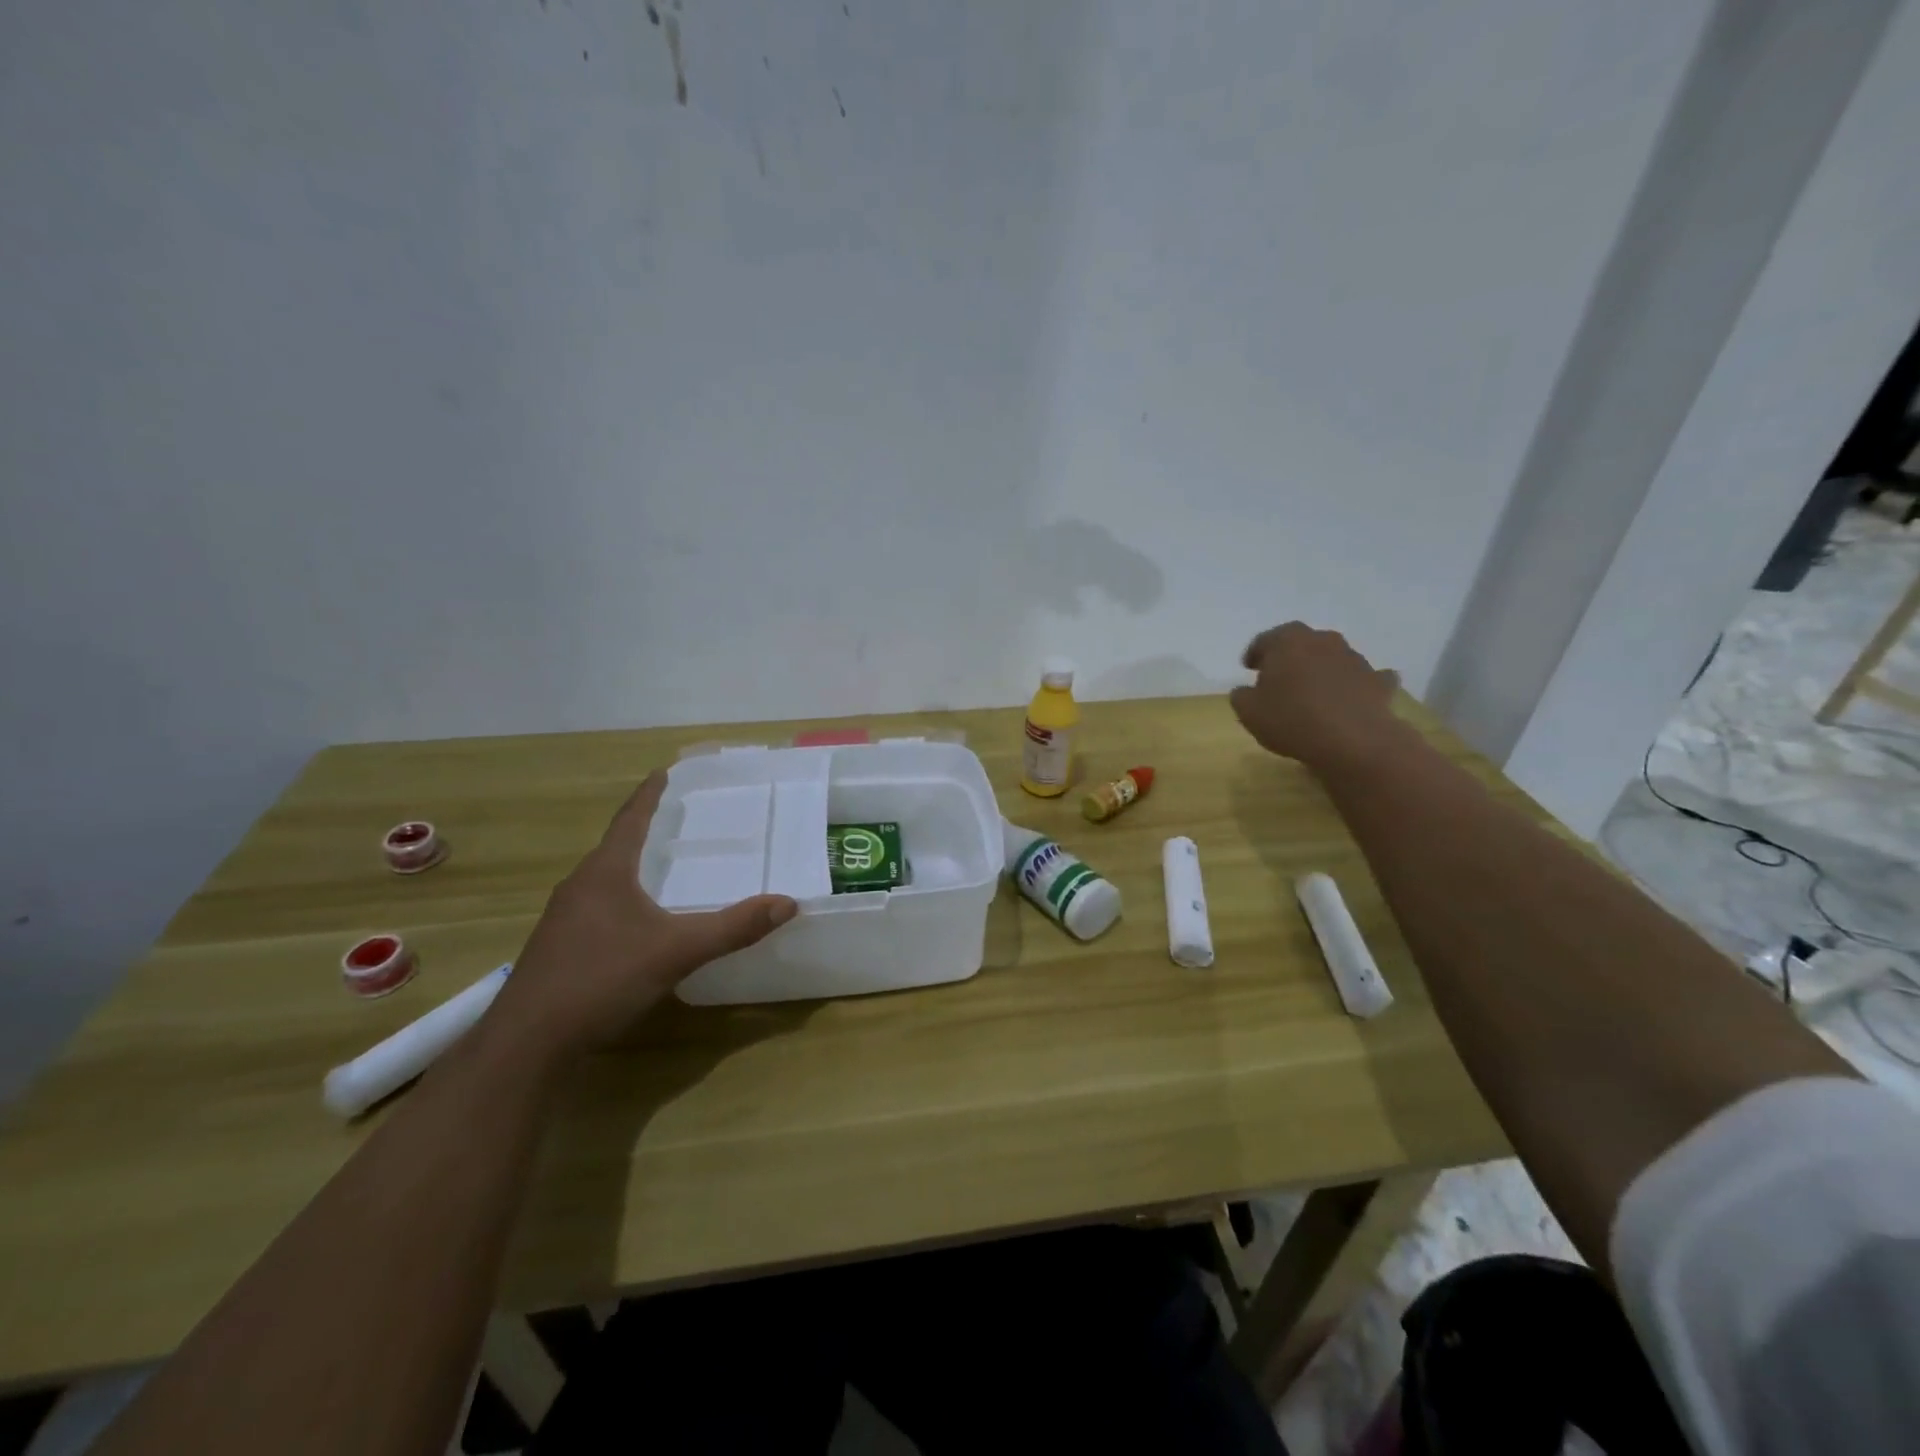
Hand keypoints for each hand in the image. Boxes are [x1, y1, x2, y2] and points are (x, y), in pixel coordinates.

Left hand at [487, 772, 797, 1062]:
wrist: (528, 1043)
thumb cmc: (601, 979)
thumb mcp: (676, 951)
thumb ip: (732, 927)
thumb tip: (787, 903)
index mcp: (605, 873)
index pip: (630, 820)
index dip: (649, 795)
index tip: (663, 771)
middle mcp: (580, 886)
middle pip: (615, 846)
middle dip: (644, 829)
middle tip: (676, 817)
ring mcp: (564, 918)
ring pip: (604, 878)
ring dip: (632, 864)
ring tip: (661, 863)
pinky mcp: (560, 947)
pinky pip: (597, 905)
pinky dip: (623, 896)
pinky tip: (638, 919)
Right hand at [1230, 623, 1401, 768]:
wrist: (1353, 740)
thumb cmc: (1291, 720)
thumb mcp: (1248, 712)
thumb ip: (1242, 696)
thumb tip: (1245, 690)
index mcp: (1288, 642)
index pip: (1266, 639)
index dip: (1255, 653)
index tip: (1249, 668)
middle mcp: (1323, 641)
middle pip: (1302, 643)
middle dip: (1290, 657)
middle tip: (1279, 677)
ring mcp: (1354, 659)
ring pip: (1333, 657)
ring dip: (1321, 669)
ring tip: (1312, 692)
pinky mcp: (1378, 681)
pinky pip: (1365, 677)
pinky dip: (1357, 684)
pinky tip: (1351, 697)